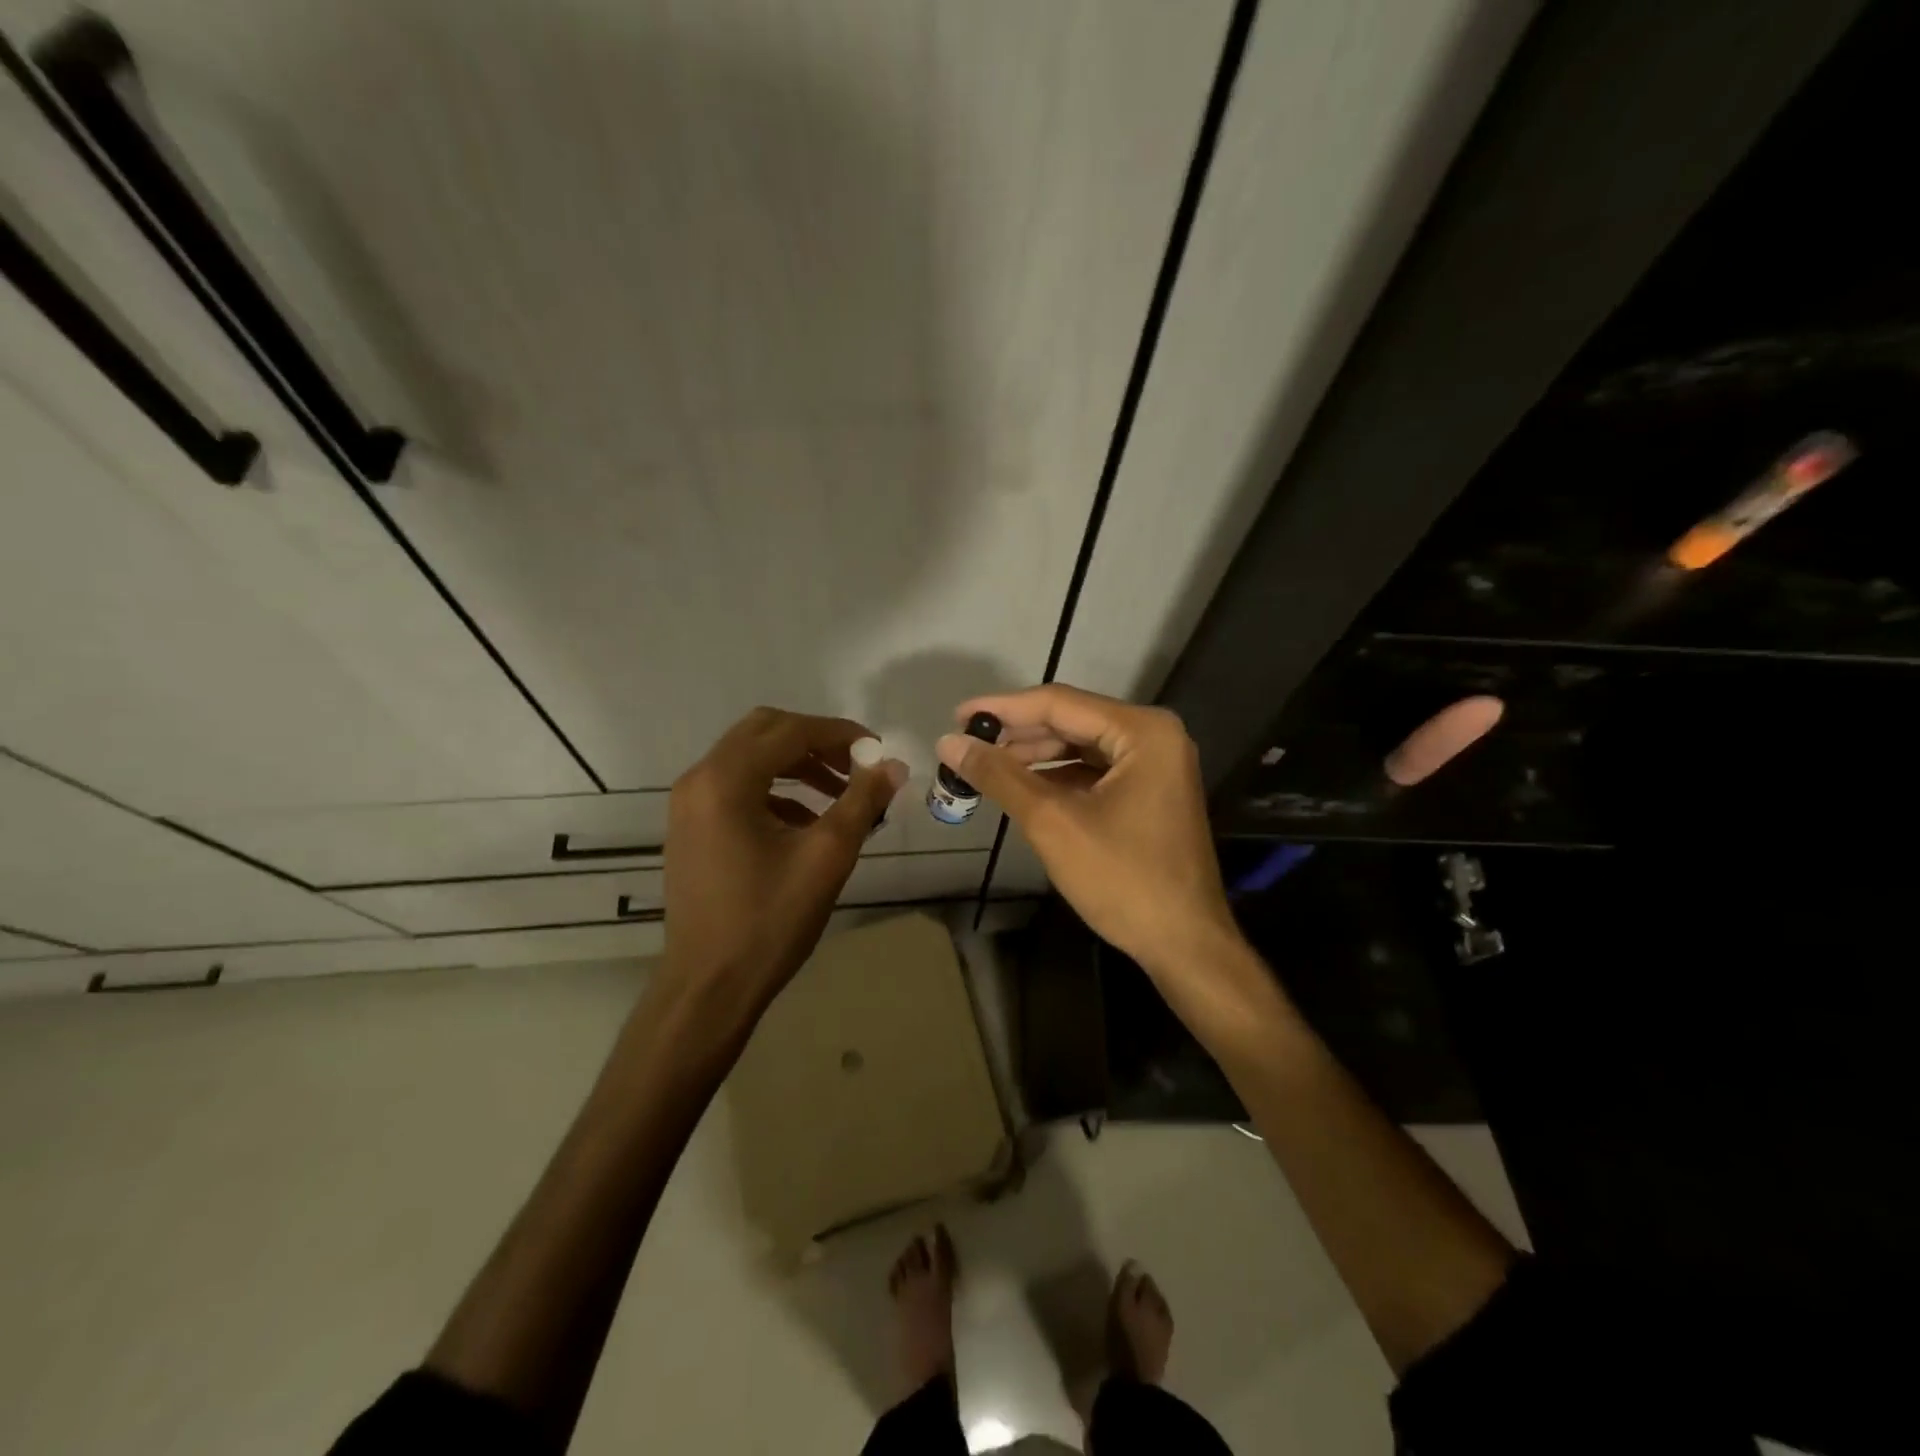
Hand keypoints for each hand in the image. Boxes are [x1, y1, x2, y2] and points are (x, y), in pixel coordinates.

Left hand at [664, 707, 906, 1007]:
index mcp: (727, 780)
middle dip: (816, 741)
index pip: (790, 730)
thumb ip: (863, 801)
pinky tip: (807, 820)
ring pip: (750, 757)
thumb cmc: (770, 921)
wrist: (710, 986)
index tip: (878, 751)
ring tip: (841, 793)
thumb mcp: (827, 856)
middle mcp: (700, 779)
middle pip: (764, 731)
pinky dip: (776, 788)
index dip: (840, 734)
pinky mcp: (691, 826)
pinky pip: (738, 785)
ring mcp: (689, 803)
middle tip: (856, 766)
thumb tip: (894, 765)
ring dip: (797, 764)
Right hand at [936, 684, 1237, 977]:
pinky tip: (1024, 788)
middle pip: (1072, 721)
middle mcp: (1155, 735)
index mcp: (1142, 731)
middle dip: (1018, 735)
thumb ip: (1000, 776)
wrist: (1185, 944)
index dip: (1003, 709)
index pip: (1059, 703)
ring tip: (986, 768)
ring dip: (1035, 756)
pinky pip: (1096, 770)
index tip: (957, 716)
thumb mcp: (1052, 822)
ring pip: (1082, 746)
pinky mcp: (1150, 791)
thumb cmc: (1122, 879)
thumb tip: (948, 742)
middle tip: (967, 745)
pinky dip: (1058, 777)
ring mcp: (1156, 764)